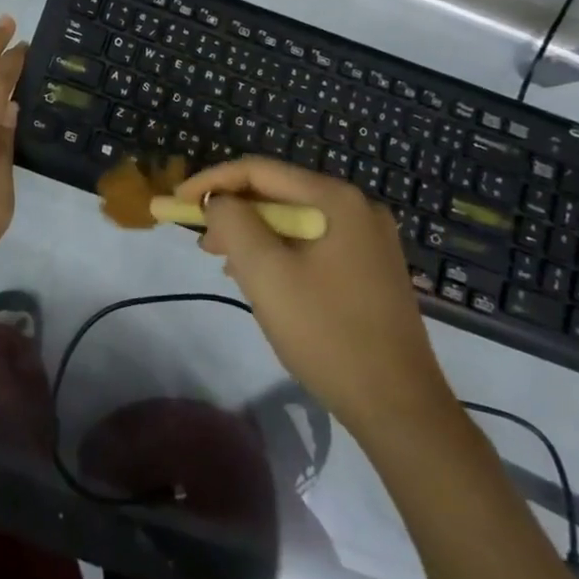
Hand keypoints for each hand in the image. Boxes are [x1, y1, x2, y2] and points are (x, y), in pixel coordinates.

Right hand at [181, 156, 454, 429]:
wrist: (400, 407)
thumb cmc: (326, 333)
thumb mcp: (266, 273)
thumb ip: (233, 222)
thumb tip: (218, 201)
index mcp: (335, 198)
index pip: (259, 170)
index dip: (211, 181)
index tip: (177, 202)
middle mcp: (357, 207)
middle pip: (278, 193)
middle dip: (233, 212)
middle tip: (200, 241)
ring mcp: (369, 239)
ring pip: (294, 221)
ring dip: (254, 235)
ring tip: (224, 263)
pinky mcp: (371, 268)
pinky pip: (313, 244)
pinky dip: (280, 253)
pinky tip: (262, 279)